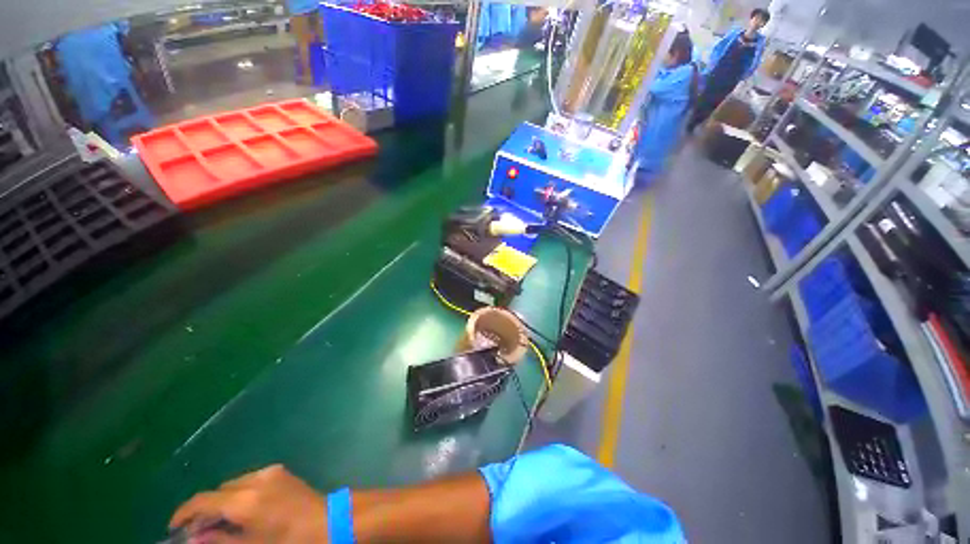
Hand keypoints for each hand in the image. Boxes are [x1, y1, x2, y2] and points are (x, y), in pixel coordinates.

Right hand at [169, 464, 327, 542]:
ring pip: (233, 485)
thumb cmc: (289, 540)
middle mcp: (254, 479)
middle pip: (218, 491)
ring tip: (219, 523)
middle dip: (204, 509)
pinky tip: (242, 511)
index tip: (173, 528)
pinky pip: (250, 480)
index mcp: (244, 500)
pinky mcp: (280, 471)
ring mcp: (270, 472)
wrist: (328, 521)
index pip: (202, 500)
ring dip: (222, 501)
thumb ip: (220, 541)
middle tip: (198, 531)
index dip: (184, 513)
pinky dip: (238, 494)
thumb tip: (193, 538)